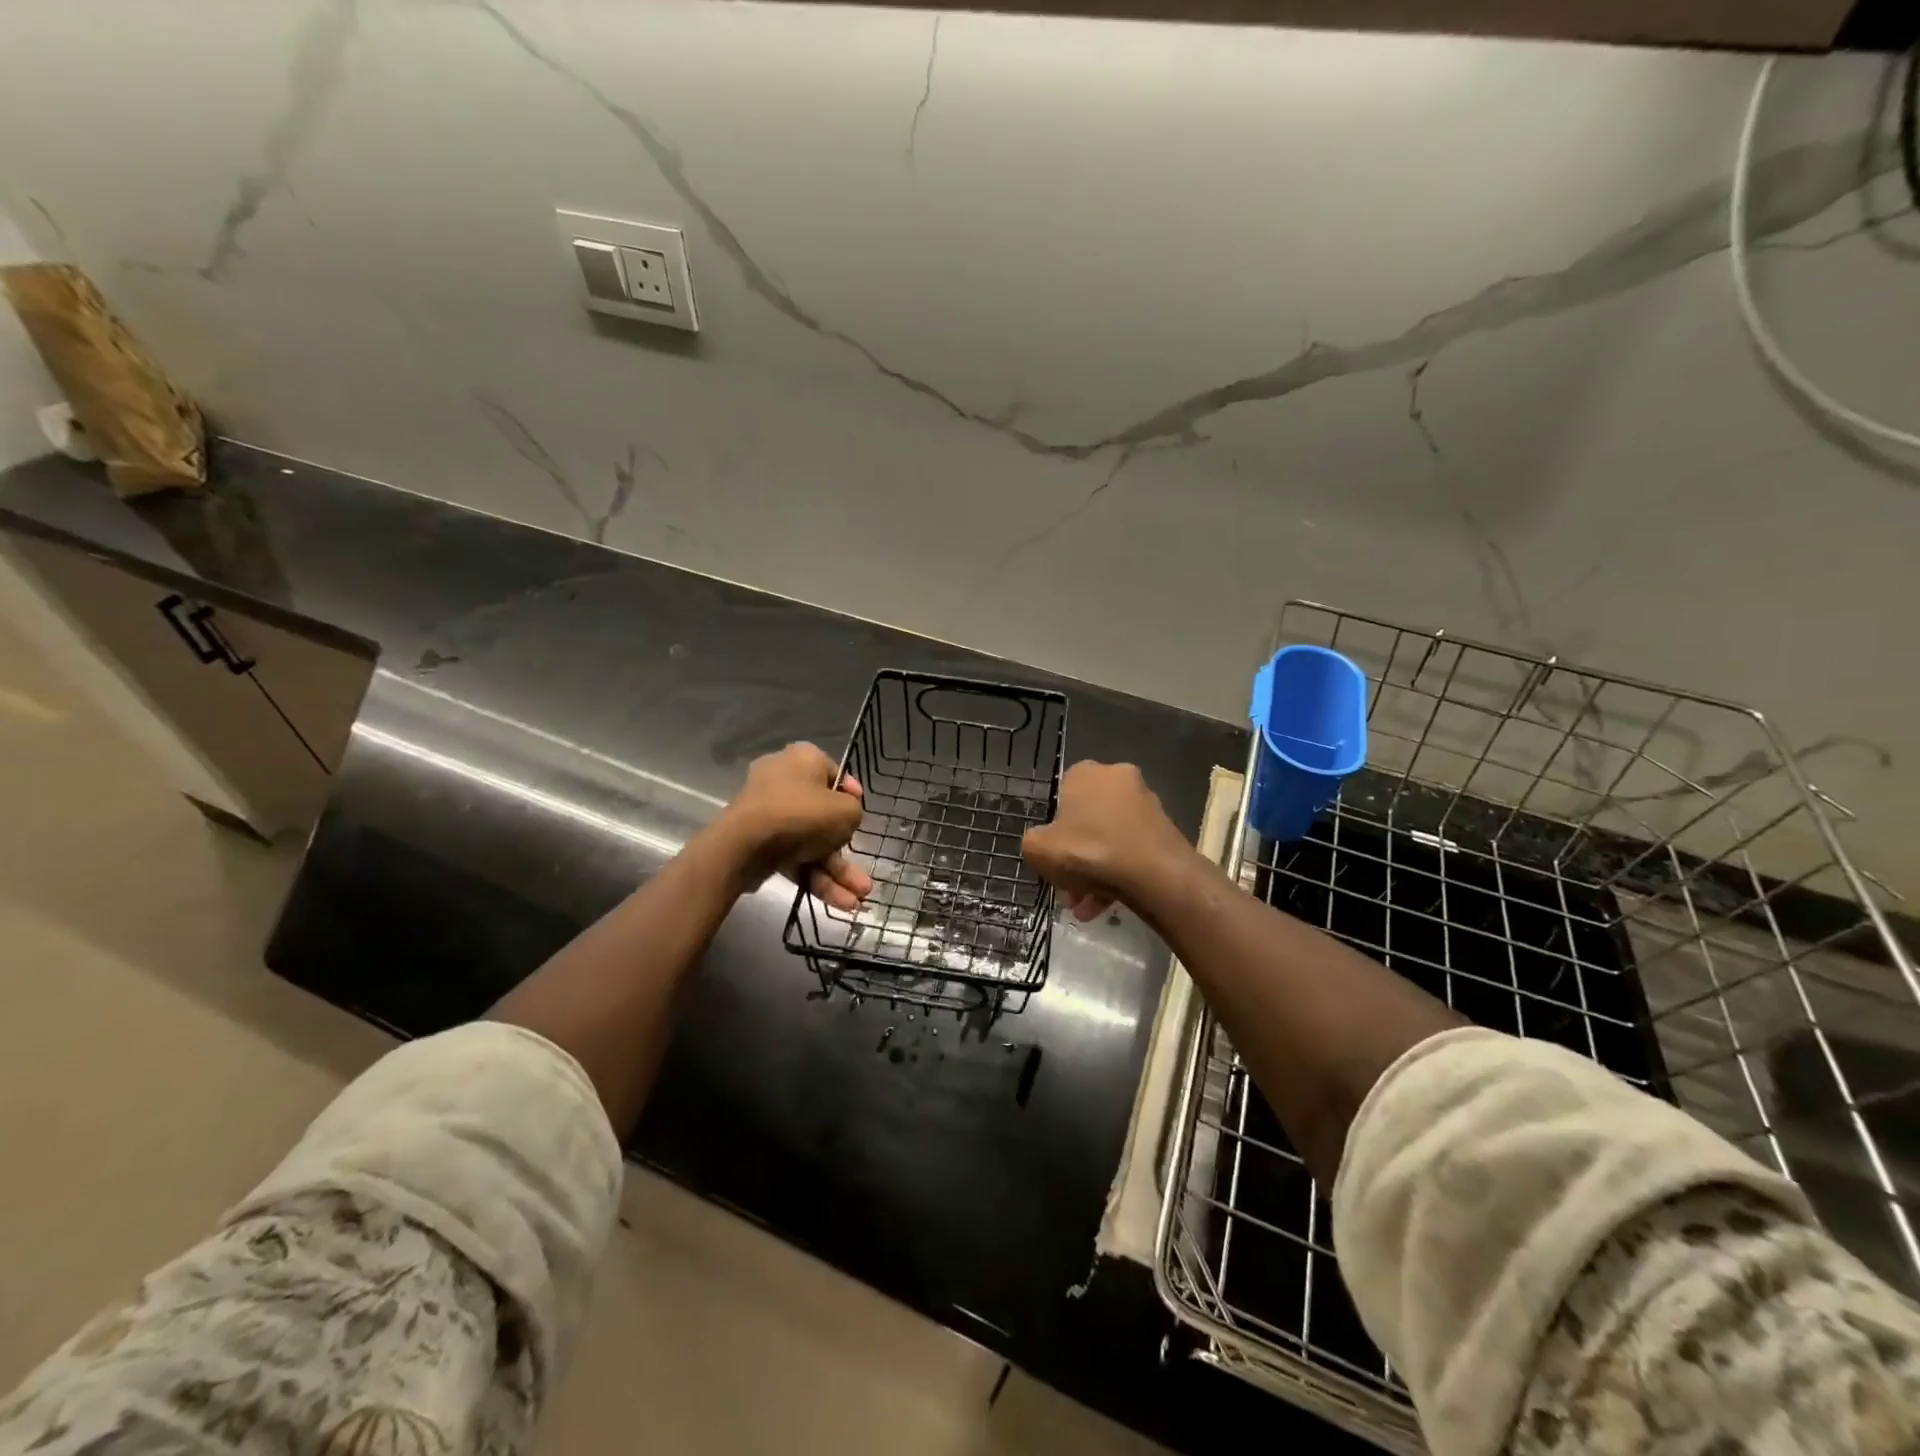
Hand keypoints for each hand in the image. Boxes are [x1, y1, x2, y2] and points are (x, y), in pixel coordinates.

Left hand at [718, 742, 872, 910]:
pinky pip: (793, 857)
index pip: (834, 775)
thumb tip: (843, 818)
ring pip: (810, 842)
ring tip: (858, 901)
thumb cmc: (803, 814)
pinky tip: (839, 902)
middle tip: (862, 876)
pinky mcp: (758, 841)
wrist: (746, 844)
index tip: (860, 816)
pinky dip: (815, 877)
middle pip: (822, 815)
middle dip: (846, 851)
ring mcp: (768, 813)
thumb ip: (854, 812)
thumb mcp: (847, 811)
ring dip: (835, 872)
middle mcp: (783, 780)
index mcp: (804, 759)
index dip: (851, 797)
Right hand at [1022, 761, 1192, 921]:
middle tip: (1068, 887)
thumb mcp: (1038, 848)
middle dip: (1076, 856)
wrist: (1154, 874)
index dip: (1054, 829)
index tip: (1052, 856)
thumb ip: (1033, 842)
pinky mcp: (1165, 830)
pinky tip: (1106, 906)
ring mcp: (1146, 804)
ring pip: (1110, 840)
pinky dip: (1118, 875)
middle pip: (1088, 821)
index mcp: (1086, 772)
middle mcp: (1118, 779)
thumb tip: (1043, 844)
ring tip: (1086, 906)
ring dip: (1095, 871)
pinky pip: (1132, 852)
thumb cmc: (1089, 850)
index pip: (1062, 795)